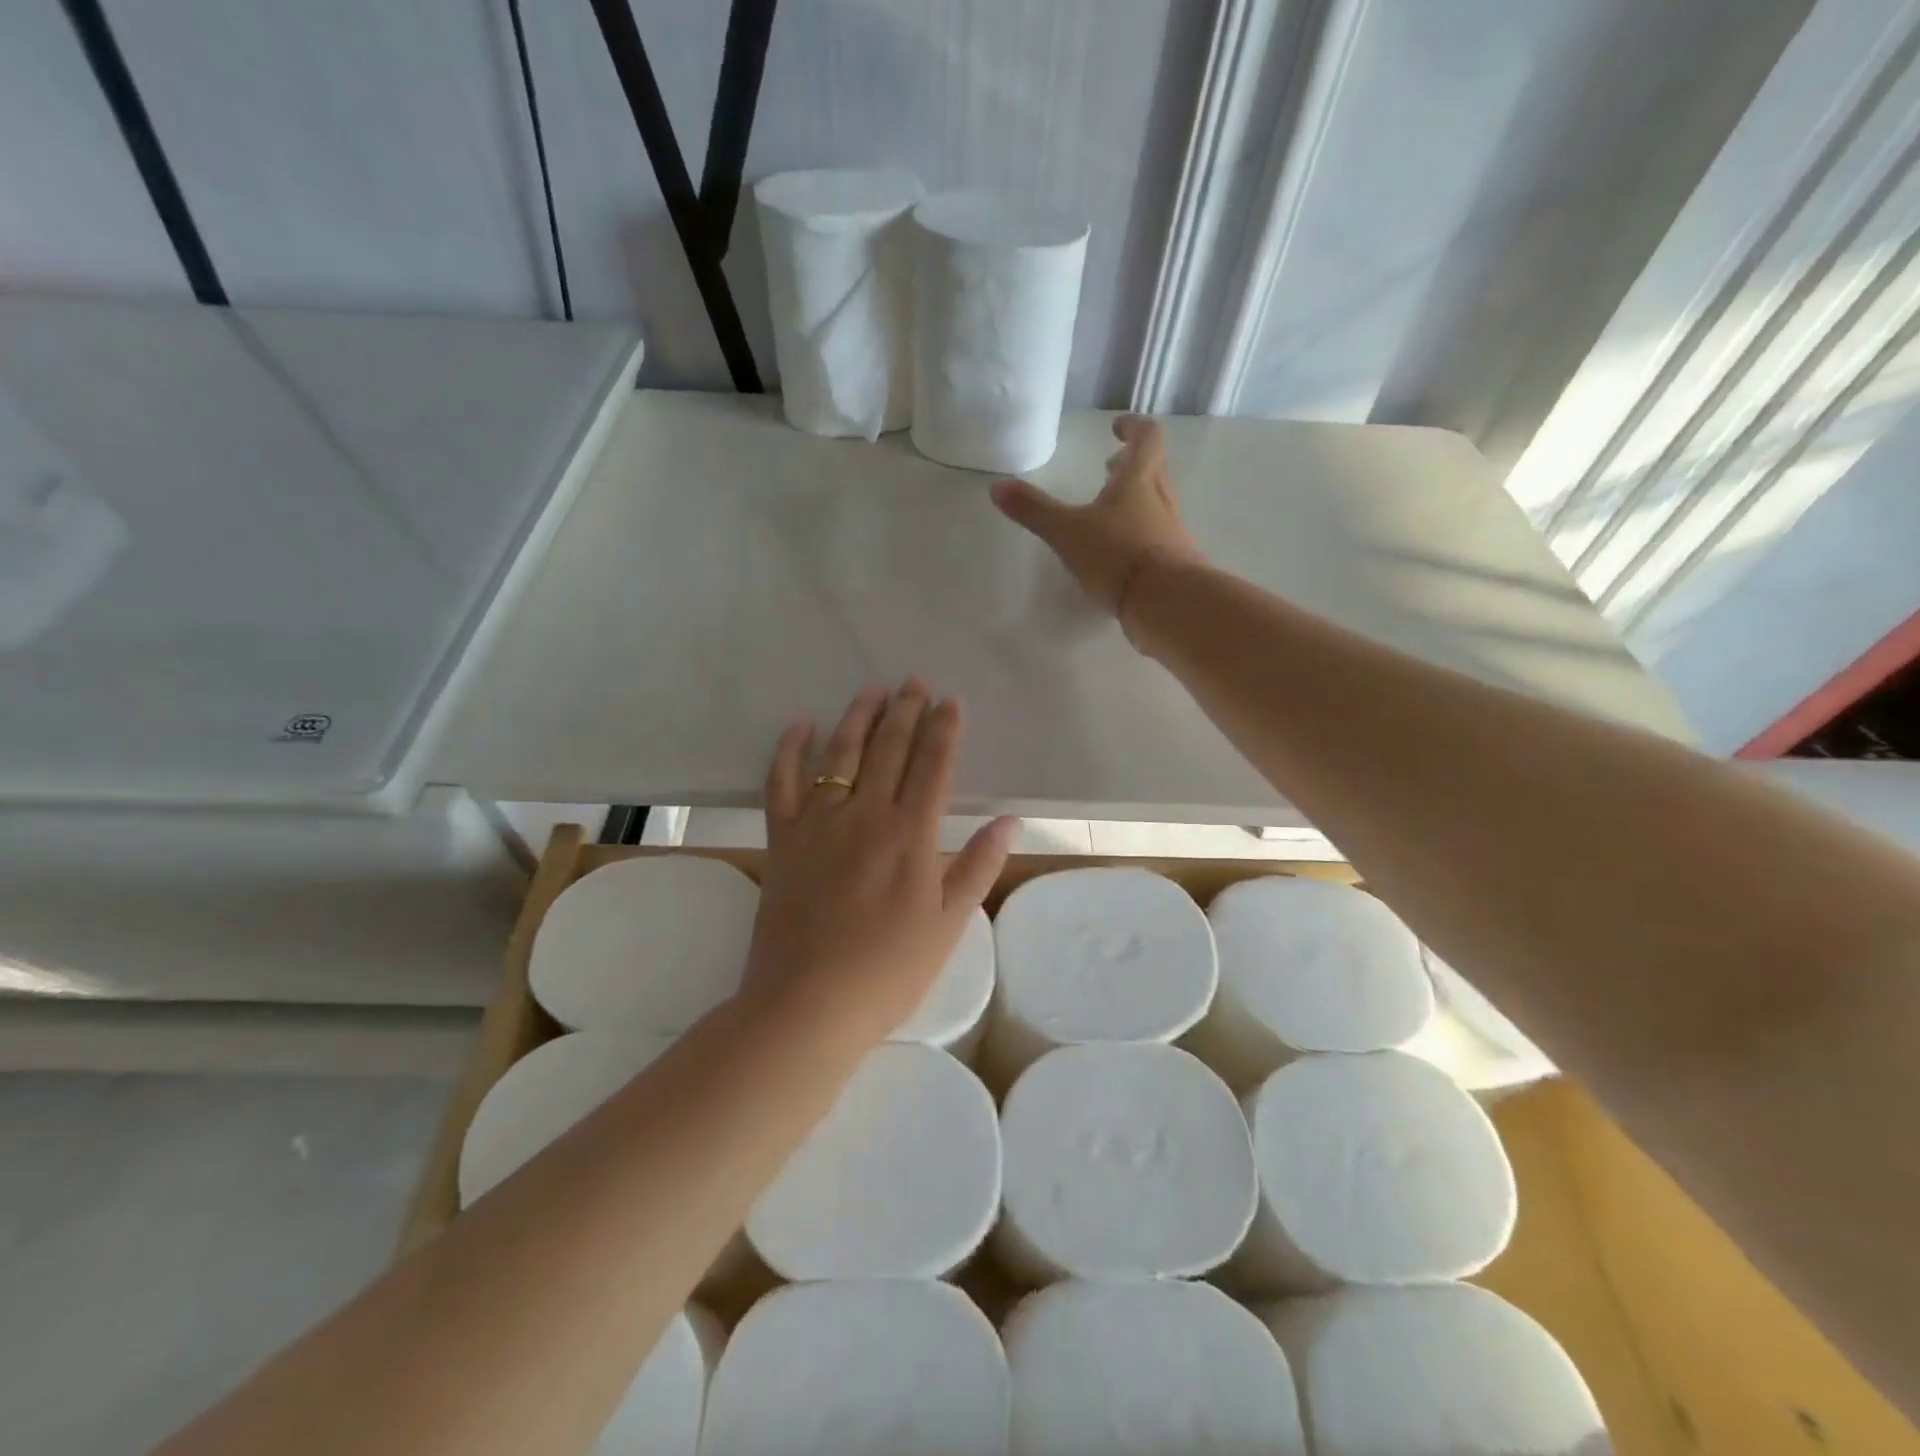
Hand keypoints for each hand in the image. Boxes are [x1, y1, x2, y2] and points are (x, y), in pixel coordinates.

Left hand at [742, 681, 1018, 1048]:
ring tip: (871, 689)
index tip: (951, 701)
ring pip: (840, 754)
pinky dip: (789, 749)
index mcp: (912, 834)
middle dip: (905, 711)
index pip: (933, 766)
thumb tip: (1009, 821)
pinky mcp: (781, 839)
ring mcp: (819, 823)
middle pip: (889, 749)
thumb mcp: (949, 924)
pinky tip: (801, 724)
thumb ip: (978, 866)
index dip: (944, 730)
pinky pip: (781, 782)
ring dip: (858, 717)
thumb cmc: (889, 970)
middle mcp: (866, 814)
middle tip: (914, 682)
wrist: (808, 1004)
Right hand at [991, 414, 1205, 621]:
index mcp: (1138, 480)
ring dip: (1135, 499)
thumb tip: (996, 487)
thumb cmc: (1117, 556)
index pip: (1146, 437)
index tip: (1116, 428)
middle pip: (1153, 469)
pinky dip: (1139, 533)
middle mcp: (1161, 499)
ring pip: (1156, 503)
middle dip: (1131, 464)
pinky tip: (1120, 554)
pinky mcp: (1176, 562)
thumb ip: (1034, 510)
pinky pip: (1158, 536)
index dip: (1132, 427)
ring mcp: (1172, 531)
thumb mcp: (1067, 533)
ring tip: (1109, 513)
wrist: (1167, 602)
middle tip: (1110, 467)